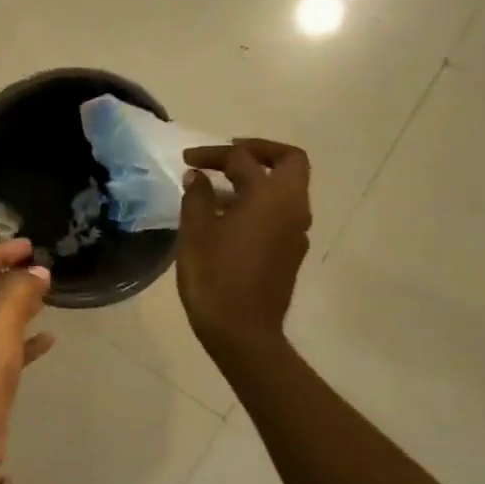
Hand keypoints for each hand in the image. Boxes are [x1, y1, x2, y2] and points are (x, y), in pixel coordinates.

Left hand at [0, 240, 54, 464]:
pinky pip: (10, 347)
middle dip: (11, 276)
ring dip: (21, 304)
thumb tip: (38, 272)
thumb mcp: (0, 318)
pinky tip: (50, 338)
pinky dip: (28, 339)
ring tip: (48, 294)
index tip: (29, 247)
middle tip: (42, 268)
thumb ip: (20, 288)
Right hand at [177, 139, 312, 355]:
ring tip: (218, 190)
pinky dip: (259, 202)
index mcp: (269, 196)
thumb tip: (199, 176)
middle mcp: (292, 207)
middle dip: (258, 152)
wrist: (243, 331)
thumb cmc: (214, 277)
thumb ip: (197, 197)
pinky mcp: (292, 251)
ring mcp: (297, 231)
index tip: (187, 160)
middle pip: (289, 162)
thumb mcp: (196, 232)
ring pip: (287, 188)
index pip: (242, 159)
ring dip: (257, 179)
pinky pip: (281, 212)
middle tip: (226, 157)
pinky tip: (229, 219)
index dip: (213, 154)